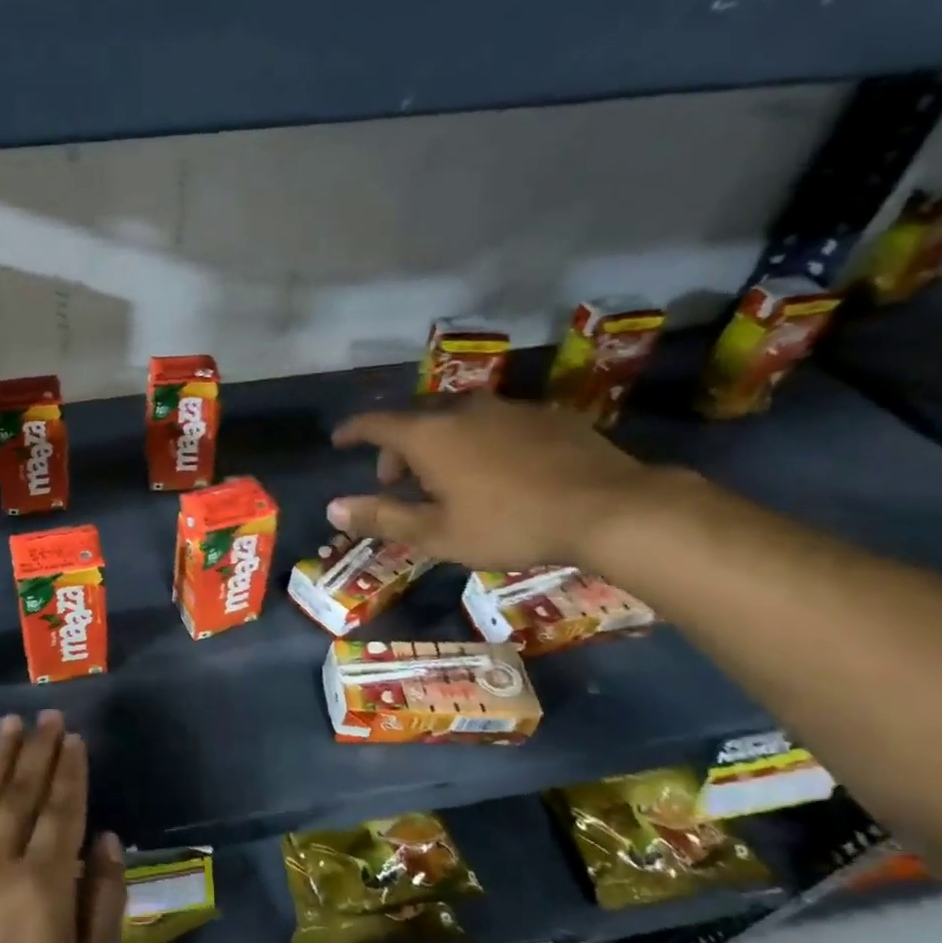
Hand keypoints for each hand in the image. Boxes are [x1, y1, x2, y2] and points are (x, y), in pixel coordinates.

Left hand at [0, 711, 125, 942]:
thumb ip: (106, 899)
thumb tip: (107, 837)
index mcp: (45, 883)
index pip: (62, 808)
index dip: (70, 770)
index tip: (75, 738)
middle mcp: (0, 861)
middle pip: (23, 790)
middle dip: (39, 748)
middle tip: (49, 715)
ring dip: (0, 755)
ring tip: (12, 722)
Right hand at [327, 394, 656, 569]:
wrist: (609, 508)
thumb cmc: (509, 524)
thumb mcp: (437, 533)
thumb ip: (382, 517)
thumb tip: (332, 508)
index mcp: (429, 435)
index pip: (375, 423)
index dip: (352, 430)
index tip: (339, 439)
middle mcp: (462, 410)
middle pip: (414, 418)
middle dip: (397, 446)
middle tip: (397, 480)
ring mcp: (507, 408)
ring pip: (456, 418)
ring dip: (437, 442)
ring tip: (446, 478)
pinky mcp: (544, 415)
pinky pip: (493, 422)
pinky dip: (477, 440)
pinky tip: (495, 470)